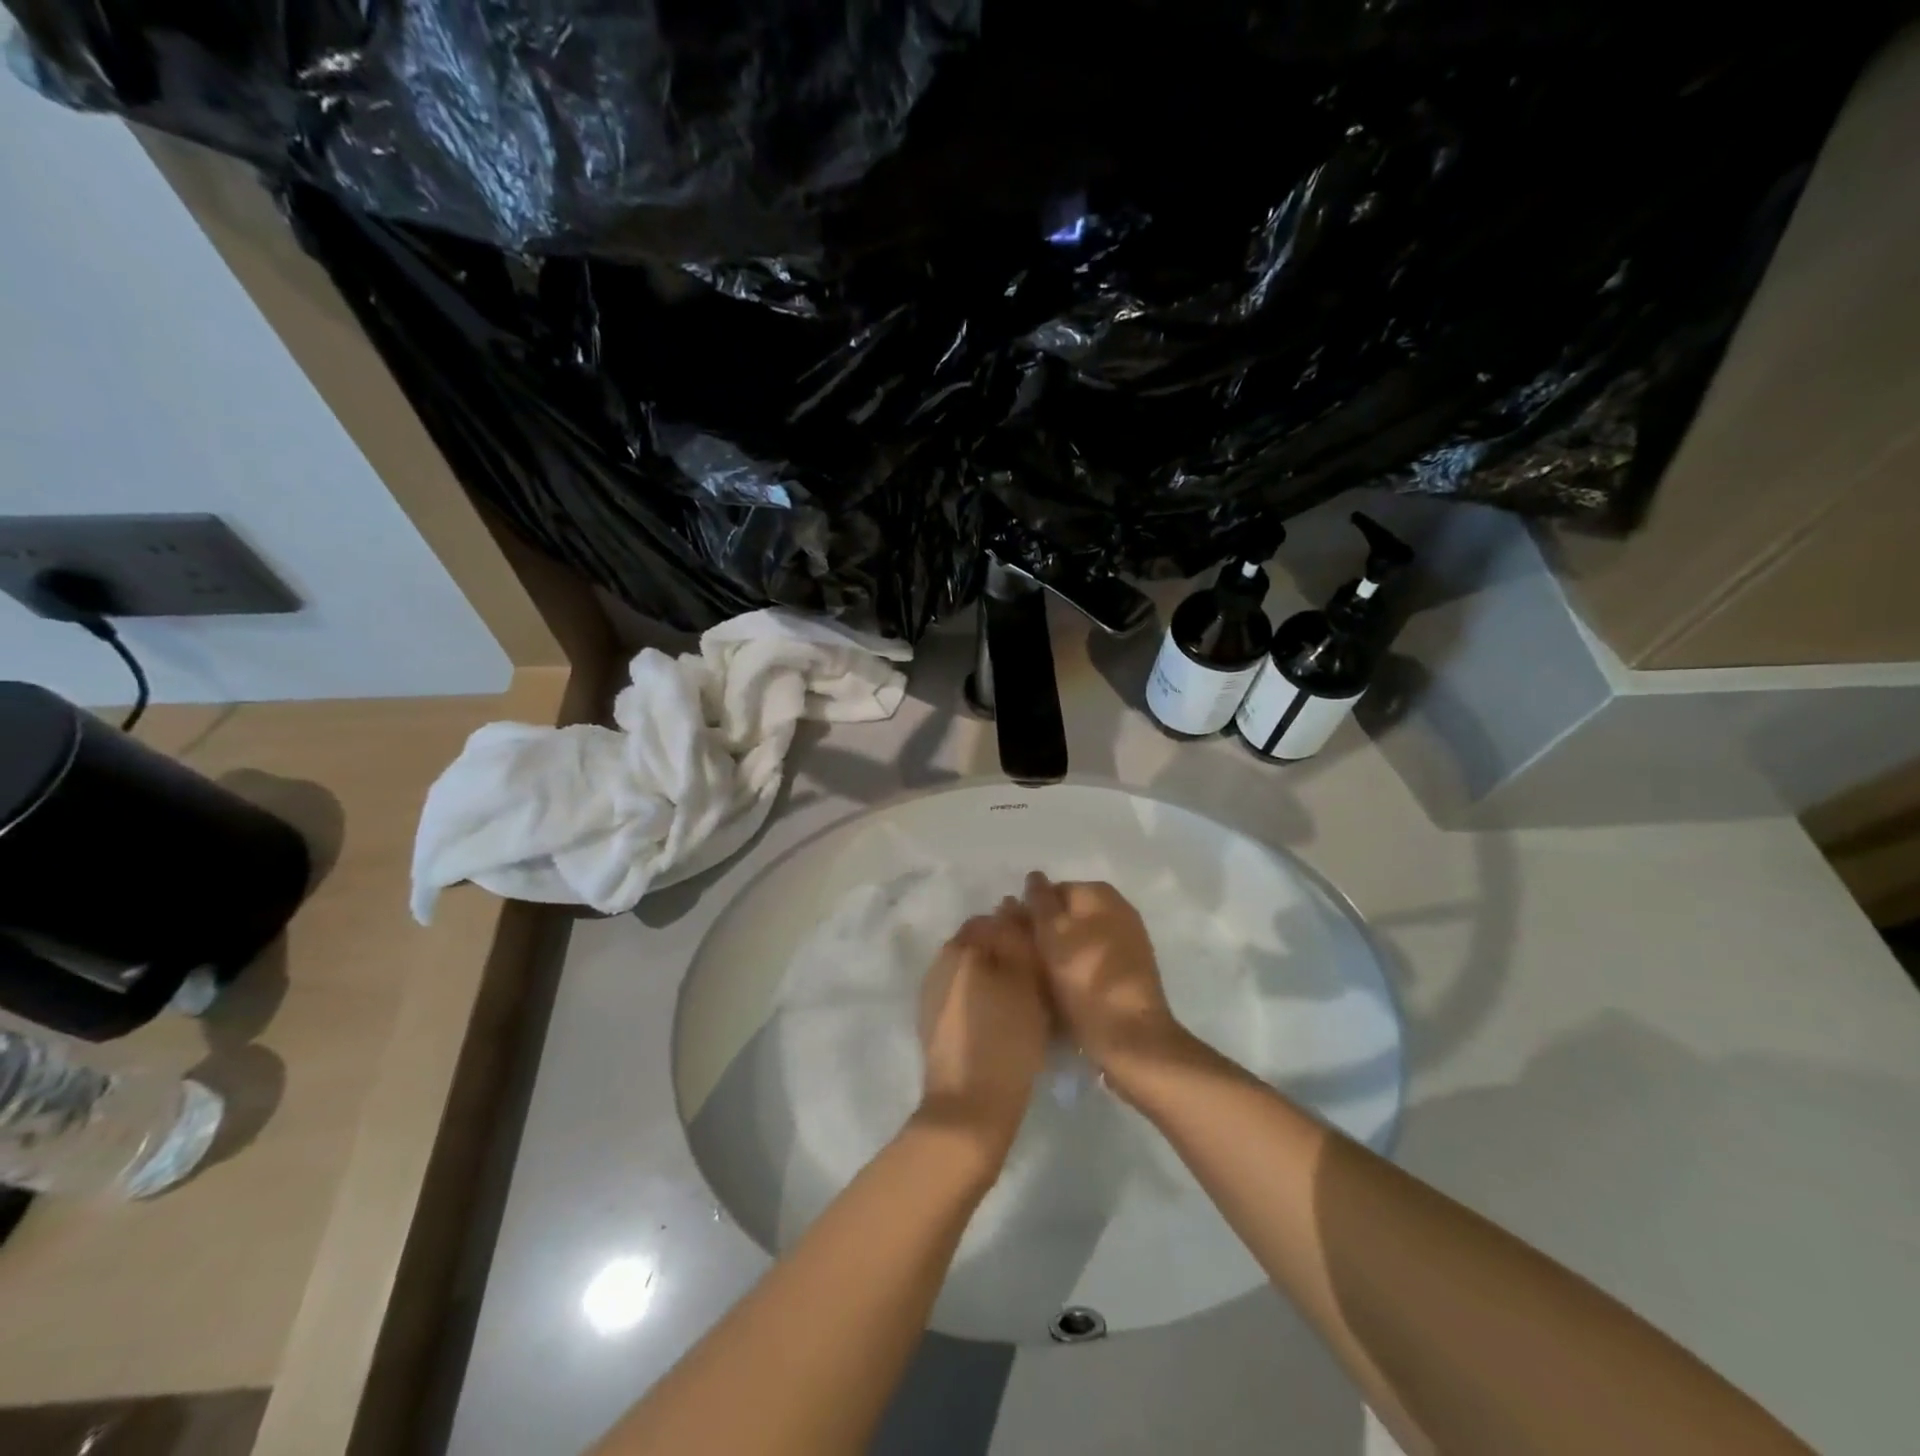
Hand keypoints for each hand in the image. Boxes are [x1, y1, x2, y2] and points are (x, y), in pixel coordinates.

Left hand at [916, 904, 1053, 1160]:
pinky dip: (981, 995)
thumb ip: (1017, 937)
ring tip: (1022, 999)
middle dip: (1006, 949)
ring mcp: (932, 991)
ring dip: (994, 972)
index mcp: (961, 946)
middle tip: (1037, 976)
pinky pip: (962, 991)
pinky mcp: (932, 1020)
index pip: (995, 918)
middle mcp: (940, 960)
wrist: (968, 1108)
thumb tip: (1010, 904)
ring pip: (971, 967)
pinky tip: (1000, 1018)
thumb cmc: (1005, 1039)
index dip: (1022, 928)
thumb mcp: (1024, 981)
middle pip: (980, 941)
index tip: (1044, 950)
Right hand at [1021, 872, 1190, 1087]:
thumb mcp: (1052, 933)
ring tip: (1035, 978)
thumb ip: (1039, 901)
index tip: (1011, 937)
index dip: (1029, 912)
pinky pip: (1091, 961)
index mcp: (1100, 894)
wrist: (1131, 1037)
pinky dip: (1075, 970)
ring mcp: (1126, 942)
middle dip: (1043, 932)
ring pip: (1078, 940)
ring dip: (1057, 953)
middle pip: (1067, 915)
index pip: (1053, 891)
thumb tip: (1034, 876)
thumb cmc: (1085, 979)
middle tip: (1020, 958)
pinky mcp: (1128, 973)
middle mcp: (1118, 910)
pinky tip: (1059, 990)